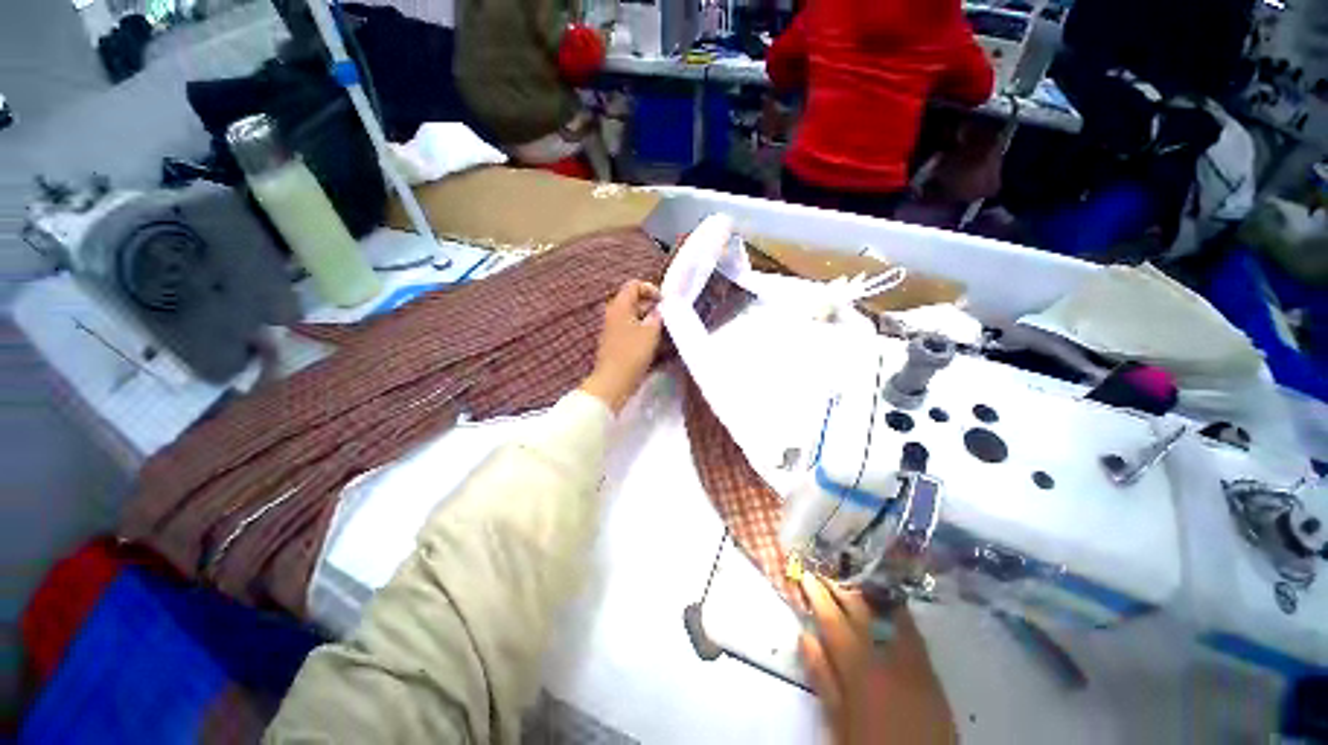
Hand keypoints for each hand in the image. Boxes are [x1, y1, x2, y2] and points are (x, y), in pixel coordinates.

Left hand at [581, 280, 662, 412]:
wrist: (613, 382)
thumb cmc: (632, 354)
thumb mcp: (650, 332)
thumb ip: (657, 316)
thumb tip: (658, 310)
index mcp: (620, 306)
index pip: (634, 285)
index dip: (651, 289)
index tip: (664, 302)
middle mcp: (614, 314)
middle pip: (634, 301)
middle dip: (652, 307)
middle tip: (667, 317)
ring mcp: (614, 330)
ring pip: (635, 317)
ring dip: (650, 321)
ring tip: (664, 331)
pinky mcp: (616, 343)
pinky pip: (632, 330)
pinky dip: (644, 333)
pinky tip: (656, 344)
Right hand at [799, 574, 955, 744]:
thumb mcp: (838, 723)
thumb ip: (823, 679)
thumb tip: (806, 636)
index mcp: (860, 670)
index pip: (834, 623)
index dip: (818, 597)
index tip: (806, 576)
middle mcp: (888, 658)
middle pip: (861, 614)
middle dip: (841, 591)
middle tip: (826, 576)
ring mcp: (914, 663)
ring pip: (888, 617)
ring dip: (868, 598)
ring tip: (852, 584)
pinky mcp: (932, 673)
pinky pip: (912, 632)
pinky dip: (896, 614)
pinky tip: (889, 607)